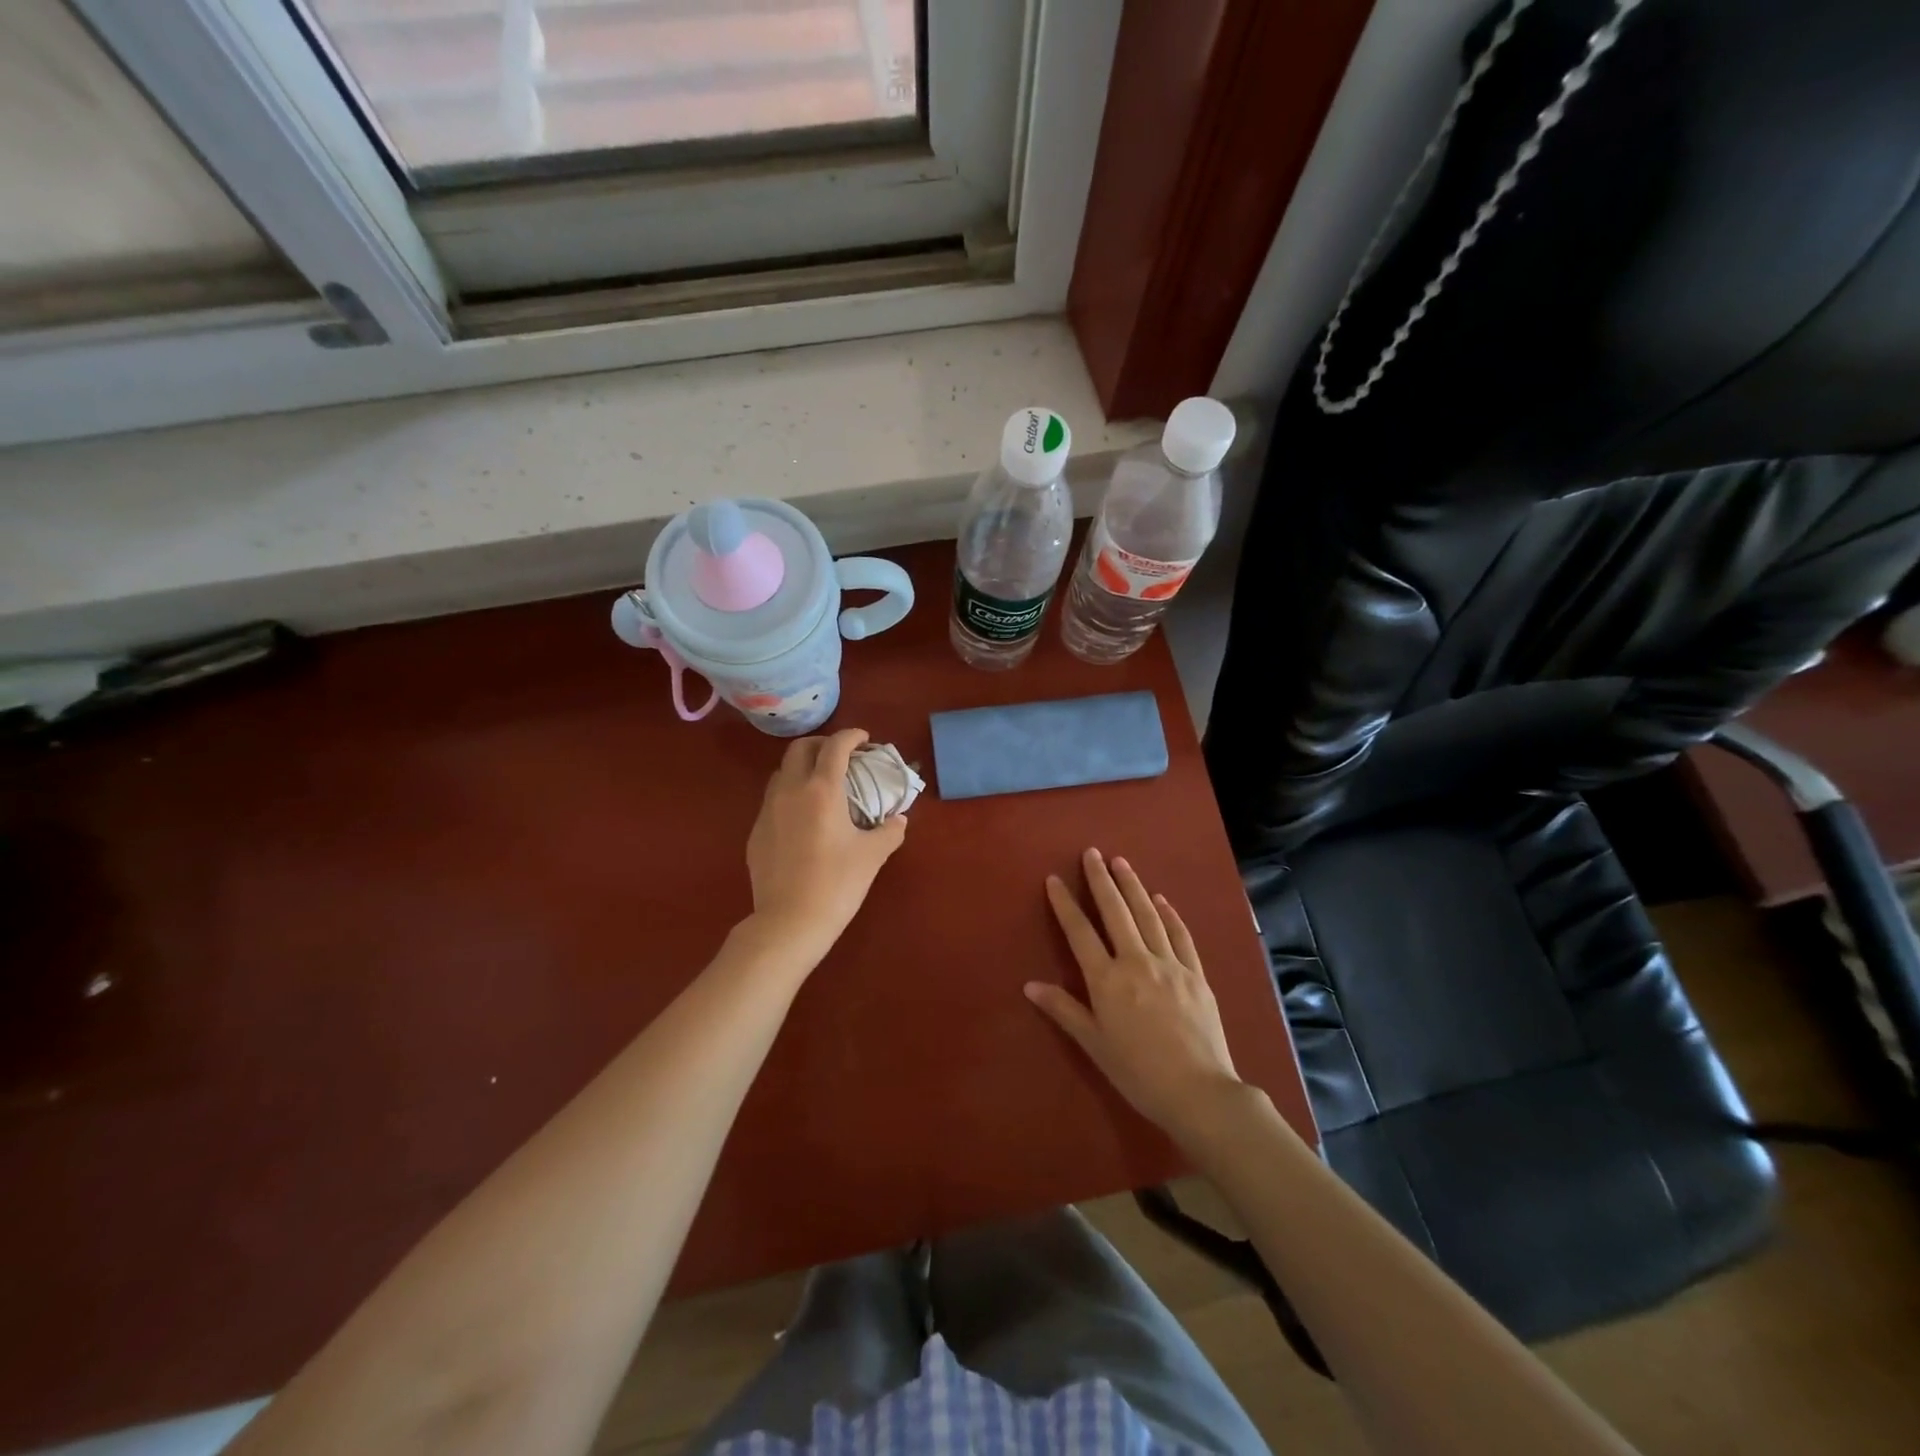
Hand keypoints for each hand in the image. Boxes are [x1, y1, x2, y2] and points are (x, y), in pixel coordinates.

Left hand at [745, 729, 908, 968]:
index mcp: (822, 790)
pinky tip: (804, 818)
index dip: (851, 736)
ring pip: (782, 772)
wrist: (789, 921)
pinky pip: (773, 800)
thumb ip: (889, 831)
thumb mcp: (872, 855)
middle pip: (800, 748)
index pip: (835, 746)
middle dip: (823, 745)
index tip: (865, 740)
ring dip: (803, 768)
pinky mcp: (756, 831)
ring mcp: (768, 810)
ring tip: (822, 784)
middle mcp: (791, 790)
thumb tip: (898, 820)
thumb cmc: (837, 884)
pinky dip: (790, 795)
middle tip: (842, 757)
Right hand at [1027, 849, 1242, 1141]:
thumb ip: (1064, 1010)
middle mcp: (1137, 962)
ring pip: (1148, 916)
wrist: (1199, 1092)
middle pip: (1116, 912)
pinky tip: (1161, 899)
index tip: (1055, 879)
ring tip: (1121, 862)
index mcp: (1107, 980)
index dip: (1065, 904)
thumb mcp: (1094, 1044)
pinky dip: (1169, 914)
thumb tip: (1030, 985)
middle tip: (1092, 853)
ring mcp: (1170, 965)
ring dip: (1133, 886)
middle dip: (1101, 880)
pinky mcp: (1196, 974)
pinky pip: (1180, 936)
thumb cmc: (1138, 1073)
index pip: (1080, 933)